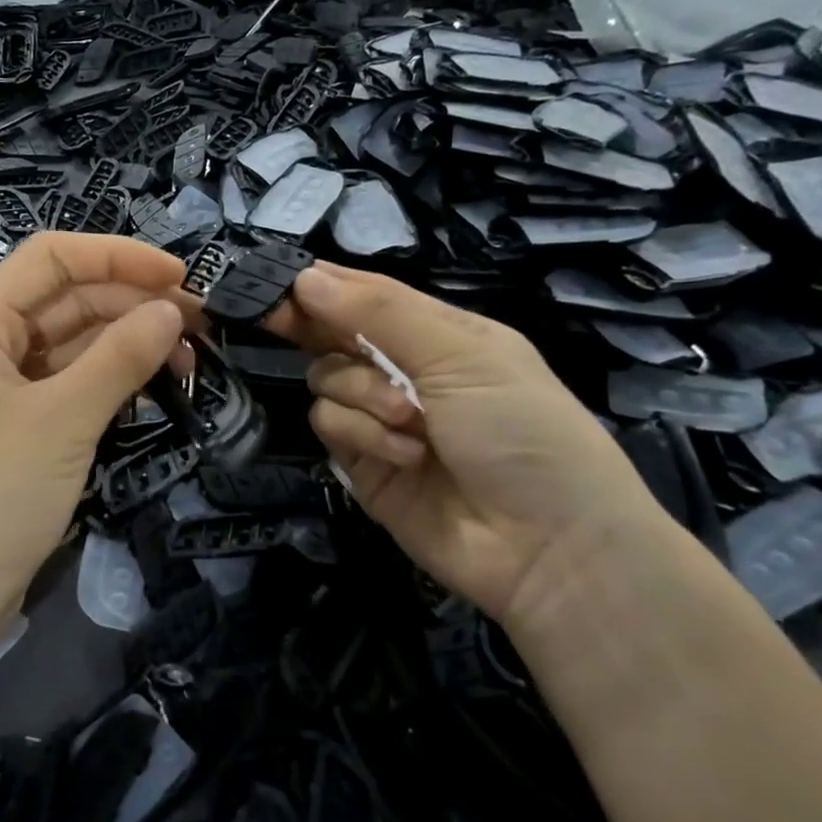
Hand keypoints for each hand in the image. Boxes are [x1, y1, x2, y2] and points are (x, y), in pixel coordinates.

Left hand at [0, 233, 192, 614]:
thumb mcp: (61, 419)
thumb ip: (119, 358)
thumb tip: (171, 312)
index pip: (51, 258)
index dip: (117, 256)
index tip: (179, 276)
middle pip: (66, 300)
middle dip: (131, 303)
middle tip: (200, 325)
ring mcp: (3, 391)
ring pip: (73, 346)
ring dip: (128, 344)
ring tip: (189, 359)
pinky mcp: (21, 431)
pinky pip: (71, 387)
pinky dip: (111, 383)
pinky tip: (154, 387)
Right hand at [268, 263, 672, 627]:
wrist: (547, 547)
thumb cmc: (521, 428)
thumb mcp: (461, 354)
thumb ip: (379, 312)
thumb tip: (304, 275)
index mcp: (437, 334)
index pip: (366, 294)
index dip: (322, 283)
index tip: (276, 276)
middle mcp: (404, 370)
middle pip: (333, 335)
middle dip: (310, 326)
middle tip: (273, 318)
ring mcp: (379, 418)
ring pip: (325, 380)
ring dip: (361, 393)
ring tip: (409, 420)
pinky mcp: (362, 463)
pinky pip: (330, 426)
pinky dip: (362, 435)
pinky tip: (406, 454)